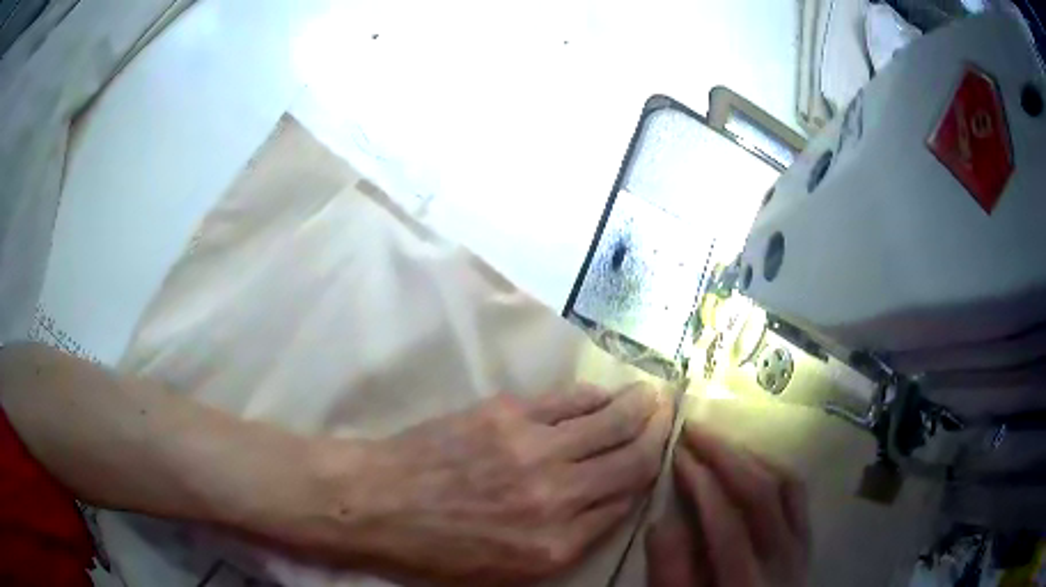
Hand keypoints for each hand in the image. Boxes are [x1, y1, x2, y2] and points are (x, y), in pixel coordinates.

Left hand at [307, 384, 672, 584]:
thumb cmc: (436, 549)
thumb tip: (606, 506)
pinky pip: (569, 401)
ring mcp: (535, 450)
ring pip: (607, 423)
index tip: (658, 459)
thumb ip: (565, 542)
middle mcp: (558, 496)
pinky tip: (603, 394)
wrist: (377, 502)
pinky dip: (594, 396)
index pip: (624, 505)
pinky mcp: (508, 415)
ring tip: (653, 394)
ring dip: (636, 407)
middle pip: (629, 460)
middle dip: (657, 434)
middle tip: (671, 412)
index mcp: (557, 544)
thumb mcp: (506, 572)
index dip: (646, 477)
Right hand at [646, 424, 809, 586]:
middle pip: (765, 493)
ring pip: (788, 485)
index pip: (728, 524)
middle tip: (695, 430)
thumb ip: (671, 571)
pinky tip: (751, 461)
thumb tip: (661, 518)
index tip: (677, 454)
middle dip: (727, 456)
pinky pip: (797, 492)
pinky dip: (774, 468)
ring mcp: (802, 545)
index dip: (702, 485)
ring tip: (719, 442)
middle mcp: (784, 558)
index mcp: (748, 583)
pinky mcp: (807, 538)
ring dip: (752, 456)